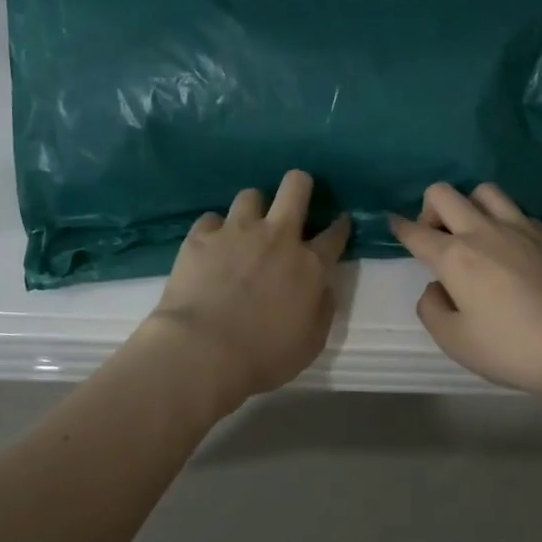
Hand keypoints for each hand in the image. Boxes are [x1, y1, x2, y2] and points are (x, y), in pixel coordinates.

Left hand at [142, 170, 351, 411]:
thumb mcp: (311, 342)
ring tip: (245, 227)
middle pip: (295, 187)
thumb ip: (323, 307)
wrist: (203, 351)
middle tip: (294, 200)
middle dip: (300, 185)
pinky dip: (215, 230)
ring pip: (251, 194)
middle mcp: (277, 237)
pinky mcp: (202, 236)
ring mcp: (237, 231)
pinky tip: (211, 246)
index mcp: (310, 265)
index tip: (338, 224)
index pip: (335, 234)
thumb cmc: (264, 356)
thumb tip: (323, 286)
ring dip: (253, 209)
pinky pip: (211, 218)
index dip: (340, 226)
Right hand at [390, 183, 541, 402]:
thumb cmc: (515, 348)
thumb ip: (432, 310)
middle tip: (436, 238)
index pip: (416, 232)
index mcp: (455, 257)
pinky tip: (514, 251)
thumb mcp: (456, 342)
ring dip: (470, 206)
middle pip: (444, 194)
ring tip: (476, 235)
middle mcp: (484, 231)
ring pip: (484, 192)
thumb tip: (436, 288)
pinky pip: (518, 212)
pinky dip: (505, 222)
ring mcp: (522, 228)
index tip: (393, 223)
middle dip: (429, 209)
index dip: (399, 227)